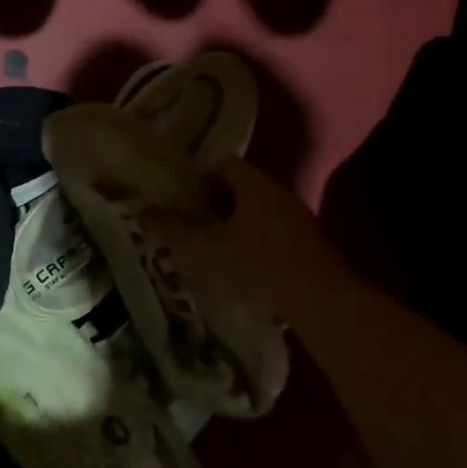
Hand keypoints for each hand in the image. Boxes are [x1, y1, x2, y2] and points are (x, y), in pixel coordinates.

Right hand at [147, 156, 338, 318]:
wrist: (323, 304)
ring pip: (262, 213)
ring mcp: (301, 221)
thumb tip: (143, 212)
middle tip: (196, 224)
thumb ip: (173, 230)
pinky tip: (248, 270)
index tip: (184, 197)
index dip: (200, 176)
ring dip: (241, 226)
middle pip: (243, 188)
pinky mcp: (314, 248)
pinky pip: (279, 235)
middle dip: (219, 203)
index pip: (224, 163)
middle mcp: (280, 194)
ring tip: (218, 249)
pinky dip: (261, 246)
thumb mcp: (205, 249)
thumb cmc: (257, 266)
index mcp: (254, 185)